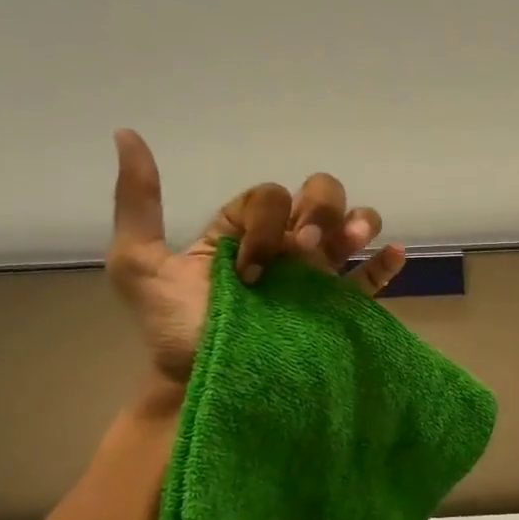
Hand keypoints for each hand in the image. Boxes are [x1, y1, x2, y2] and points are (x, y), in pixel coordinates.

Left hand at [105, 129, 406, 387]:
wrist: (204, 385)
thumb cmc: (174, 328)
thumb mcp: (139, 264)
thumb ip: (138, 202)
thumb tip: (126, 133)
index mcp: (245, 230)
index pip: (270, 196)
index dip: (264, 218)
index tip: (246, 264)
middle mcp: (285, 246)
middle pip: (320, 196)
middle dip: (318, 209)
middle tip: (301, 249)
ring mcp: (316, 277)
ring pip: (351, 227)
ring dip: (356, 223)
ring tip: (347, 244)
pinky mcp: (338, 309)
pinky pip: (370, 280)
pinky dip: (386, 262)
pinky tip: (392, 254)